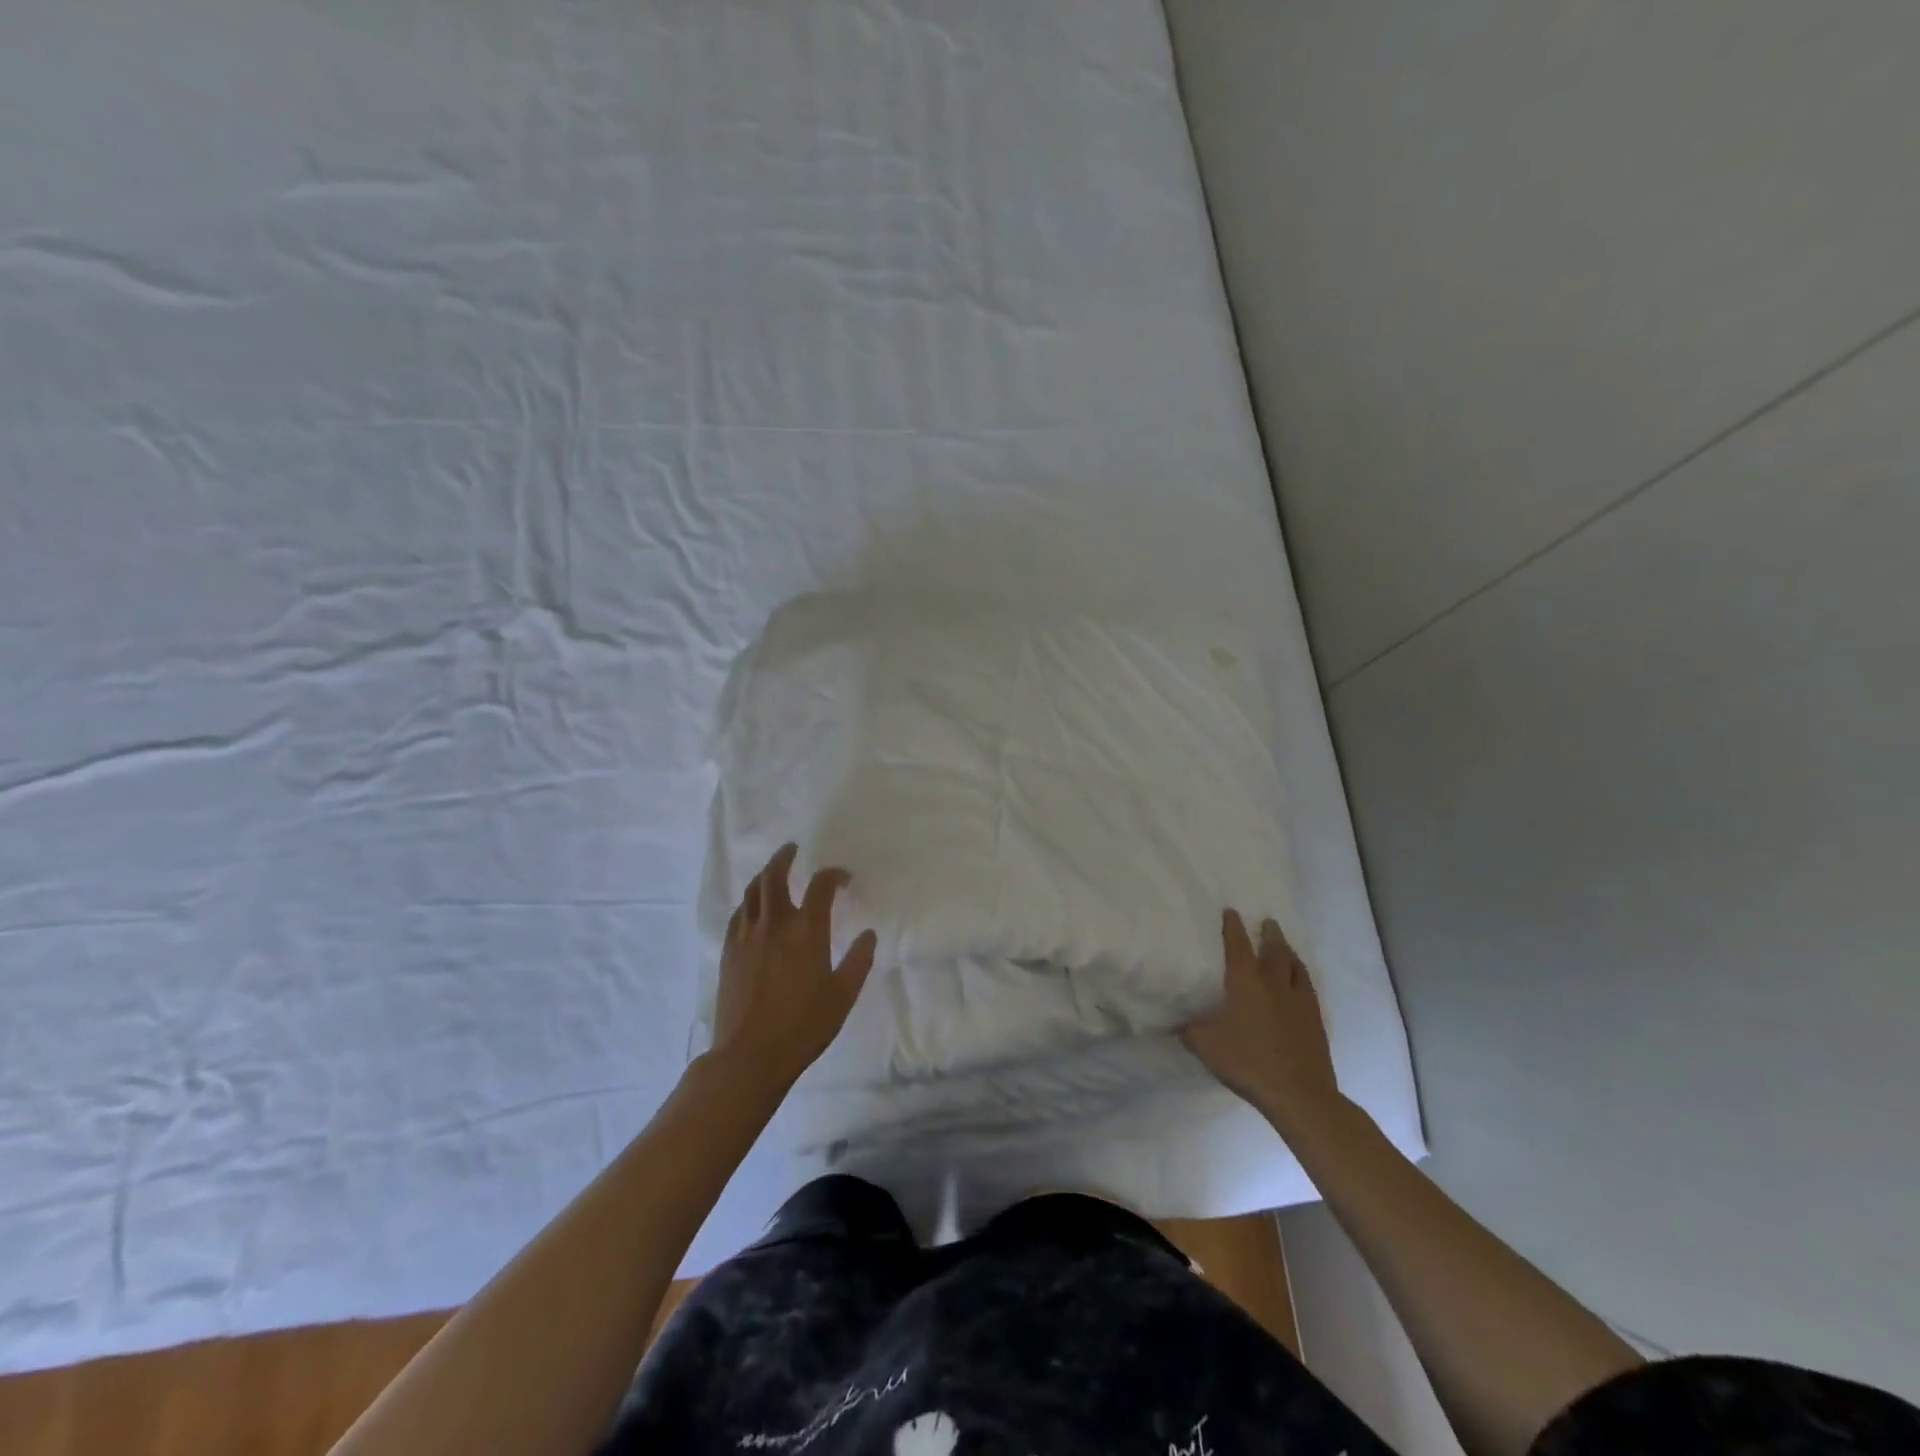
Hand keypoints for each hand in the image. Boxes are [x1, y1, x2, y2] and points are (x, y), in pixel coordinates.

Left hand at [711, 844, 877, 1093]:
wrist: (750, 1056)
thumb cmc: (804, 1026)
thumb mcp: (843, 995)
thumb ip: (858, 961)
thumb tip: (868, 935)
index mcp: (806, 931)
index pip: (820, 886)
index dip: (833, 875)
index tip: (843, 879)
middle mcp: (774, 924)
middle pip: (774, 876)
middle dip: (784, 858)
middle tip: (793, 850)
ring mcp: (746, 936)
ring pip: (752, 892)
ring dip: (764, 875)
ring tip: (772, 871)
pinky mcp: (729, 952)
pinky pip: (738, 914)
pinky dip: (749, 902)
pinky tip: (754, 908)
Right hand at [1181, 909, 1339, 1126]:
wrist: (1298, 1093)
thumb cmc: (1247, 1061)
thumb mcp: (1205, 1045)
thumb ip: (1190, 1030)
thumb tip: (1178, 1022)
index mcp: (1245, 981)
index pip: (1238, 944)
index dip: (1233, 926)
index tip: (1231, 911)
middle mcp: (1274, 983)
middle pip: (1274, 949)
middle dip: (1269, 933)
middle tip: (1267, 922)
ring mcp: (1299, 1000)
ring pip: (1296, 966)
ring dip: (1289, 952)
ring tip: (1285, 947)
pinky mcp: (1315, 1019)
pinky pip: (1307, 987)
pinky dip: (1301, 977)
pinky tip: (1299, 983)